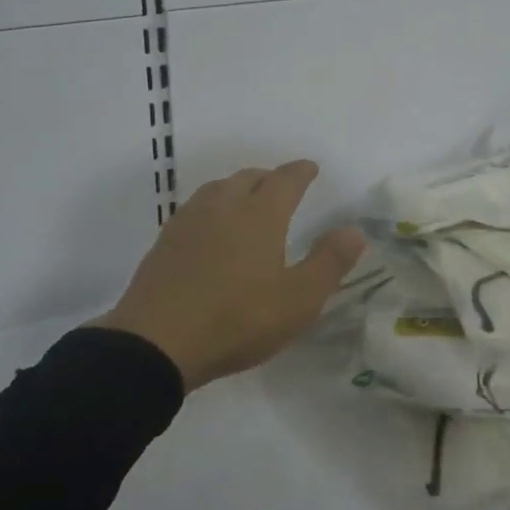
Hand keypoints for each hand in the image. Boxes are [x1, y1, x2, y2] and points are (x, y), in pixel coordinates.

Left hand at [101, 160, 364, 389]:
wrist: (157, 342)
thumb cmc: (237, 320)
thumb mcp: (298, 301)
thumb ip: (329, 262)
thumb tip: (353, 230)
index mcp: (260, 215)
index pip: (285, 180)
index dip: (301, 172)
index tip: (310, 168)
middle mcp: (224, 206)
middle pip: (249, 177)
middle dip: (269, 178)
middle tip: (281, 188)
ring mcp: (190, 221)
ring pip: (218, 188)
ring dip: (238, 188)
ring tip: (247, 202)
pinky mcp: (165, 241)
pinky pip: (196, 208)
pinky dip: (213, 207)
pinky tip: (210, 228)